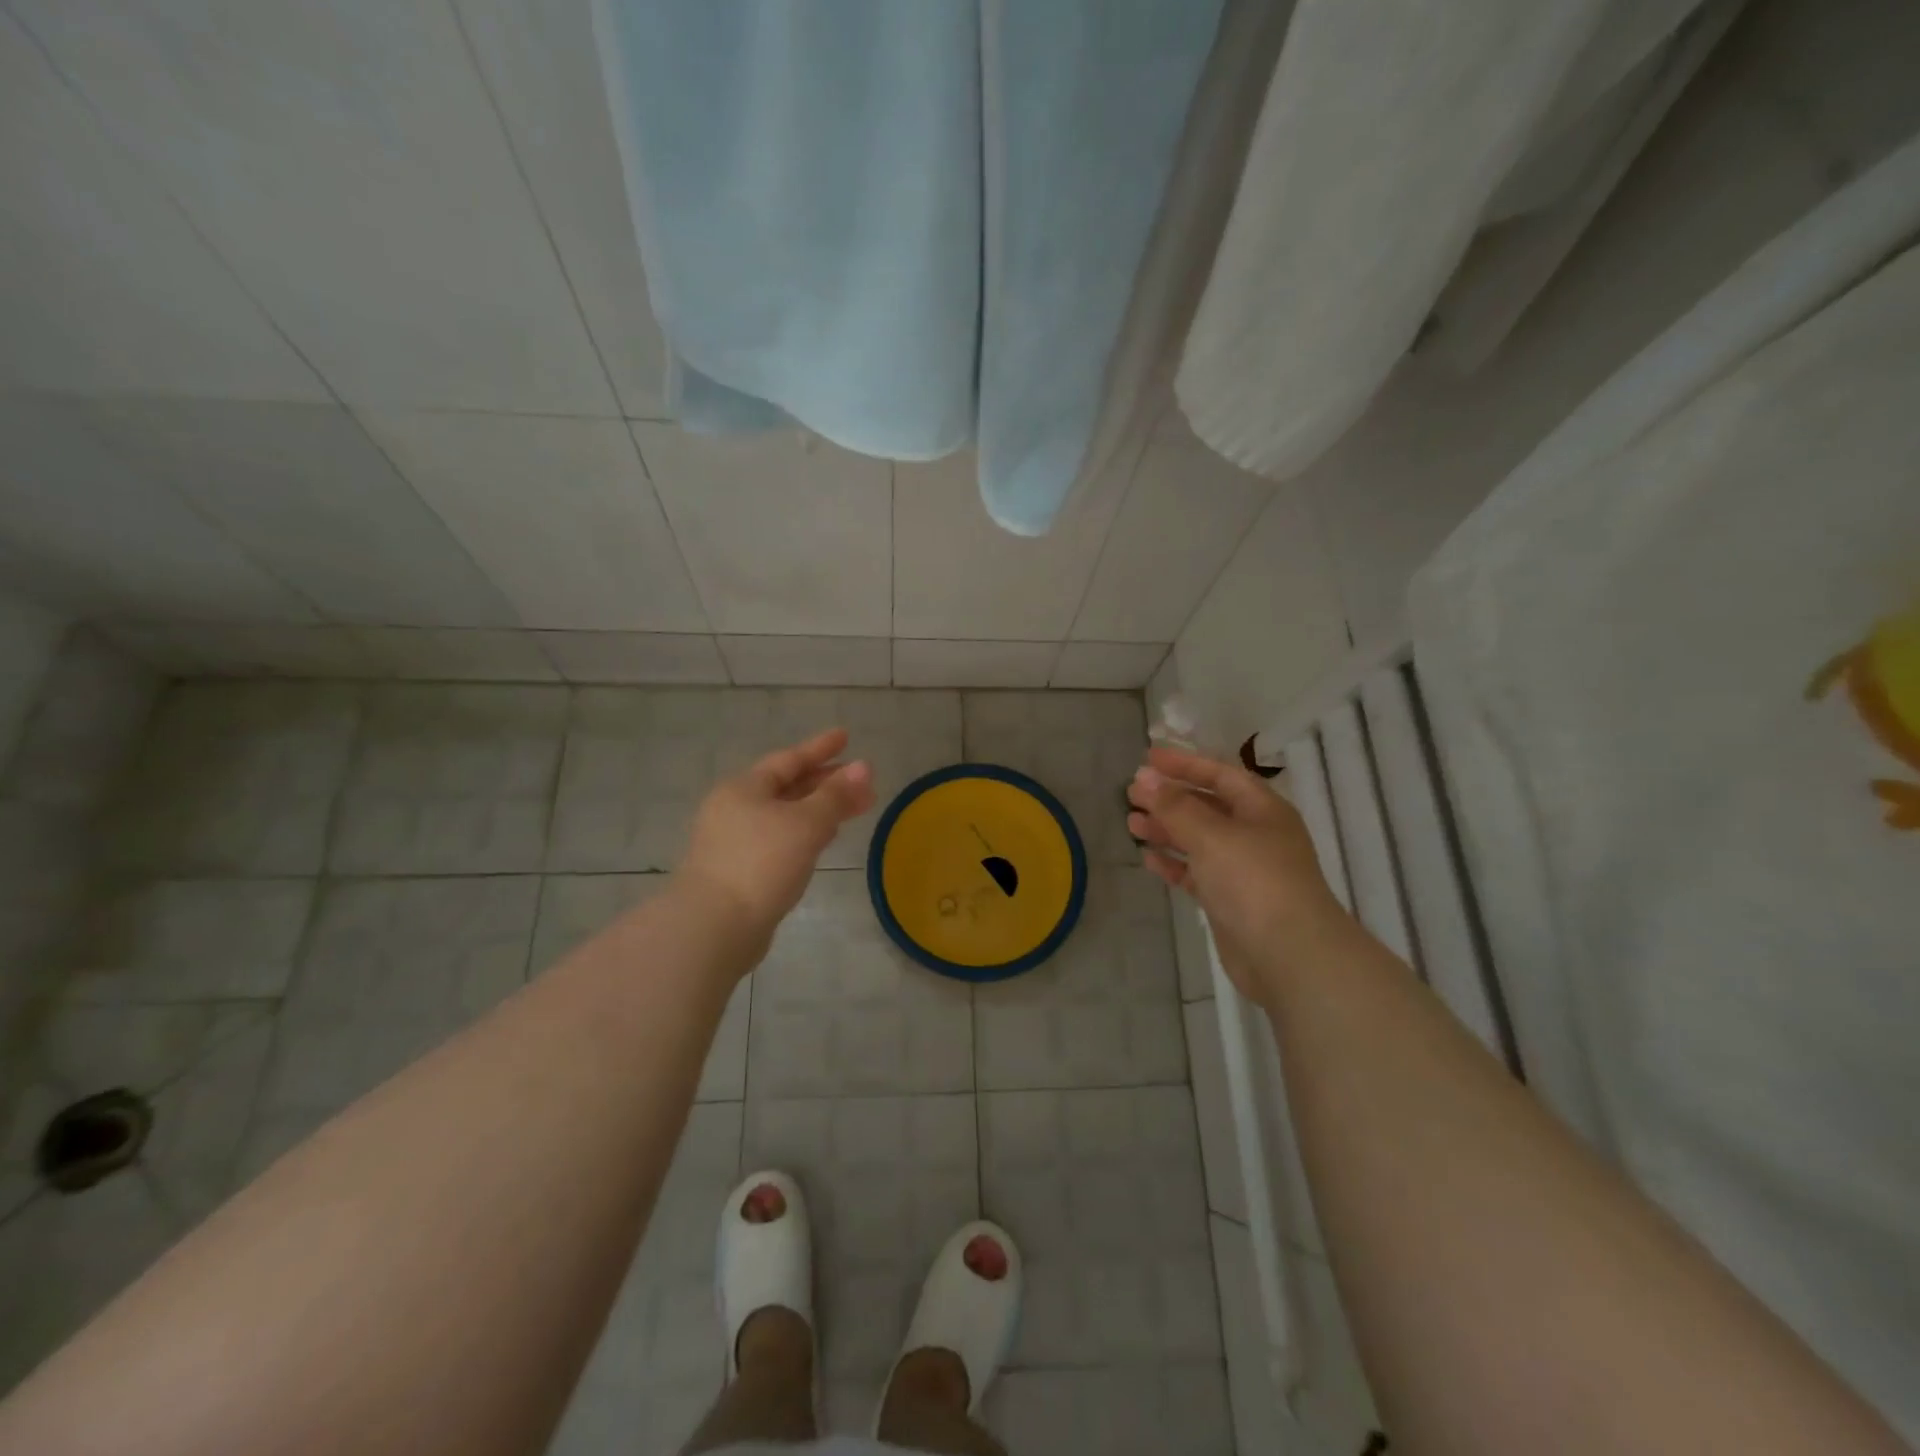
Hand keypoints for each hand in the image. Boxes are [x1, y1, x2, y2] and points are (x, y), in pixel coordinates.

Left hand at [676, 728, 875, 954]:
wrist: (714, 927)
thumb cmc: (761, 863)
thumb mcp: (805, 824)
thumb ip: (836, 796)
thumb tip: (864, 767)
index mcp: (744, 788)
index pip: (789, 759)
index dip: (820, 747)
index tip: (846, 736)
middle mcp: (735, 809)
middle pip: (787, 786)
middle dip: (826, 782)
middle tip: (862, 780)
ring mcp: (735, 841)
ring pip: (785, 815)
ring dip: (819, 809)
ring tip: (852, 808)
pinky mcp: (740, 871)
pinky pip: (781, 839)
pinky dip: (806, 833)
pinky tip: (825, 840)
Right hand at [1127, 746, 1352, 1006]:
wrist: (1288, 954)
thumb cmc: (1253, 880)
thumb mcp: (1211, 835)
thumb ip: (1174, 806)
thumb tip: (1143, 777)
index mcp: (1262, 809)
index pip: (1220, 774)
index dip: (1184, 763)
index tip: (1147, 758)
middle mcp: (1255, 834)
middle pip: (1207, 806)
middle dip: (1170, 797)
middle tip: (1131, 793)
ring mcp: (1243, 869)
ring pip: (1199, 839)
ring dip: (1166, 829)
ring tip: (1131, 823)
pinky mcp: (1230, 900)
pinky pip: (1197, 872)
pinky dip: (1174, 863)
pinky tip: (1148, 859)